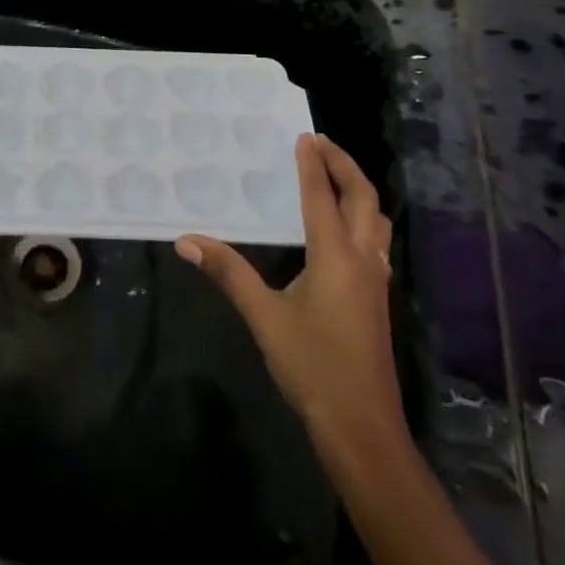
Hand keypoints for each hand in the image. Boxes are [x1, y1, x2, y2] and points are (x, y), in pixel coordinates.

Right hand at [176, 134, 402, 460]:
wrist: (362, 428)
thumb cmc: (313, 368)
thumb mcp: (264, 318)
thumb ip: (229, 274)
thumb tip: (187, 240)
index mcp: (335, 256)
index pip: (322, 196)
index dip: (312, 164)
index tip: (303, 136)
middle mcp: (361, 259)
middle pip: (364, 197)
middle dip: (344, 165)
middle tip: (321, 144)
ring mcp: (375, 280)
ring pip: (377, 219)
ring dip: (358, 190)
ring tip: (335, 177)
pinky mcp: (377, 299)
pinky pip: (376, 241)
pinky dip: (363, 218)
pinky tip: (344, 231)